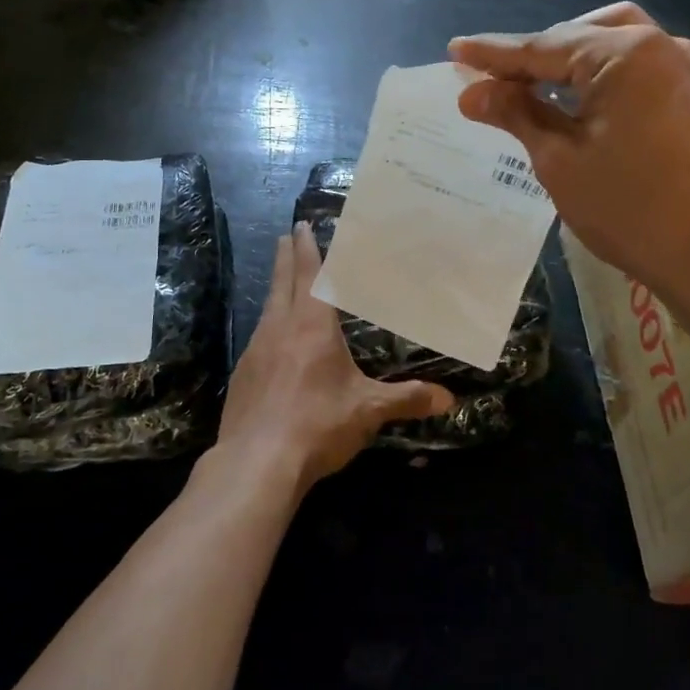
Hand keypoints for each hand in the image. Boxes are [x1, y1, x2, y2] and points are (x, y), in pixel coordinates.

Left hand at [217, 222, 454, 491]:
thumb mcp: (368, 410)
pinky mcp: (241, 376)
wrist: (255, 464)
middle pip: (282, 282)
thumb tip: (448, 398)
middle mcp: (279, 328)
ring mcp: (255, 351)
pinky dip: (267, 325)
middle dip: (286, 256)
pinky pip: (257, 338)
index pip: (310, 275)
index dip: (307, 249)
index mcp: (311, 325)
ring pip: (267, 308)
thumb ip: (407, 399)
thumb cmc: (317, 424)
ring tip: (282, 281)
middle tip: (286, 234)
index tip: (301, 225)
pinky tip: (271, 341)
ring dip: (276, 288)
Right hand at [450, 2, 689, 297]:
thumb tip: (471, 92)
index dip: (495, 54)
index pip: (544, 46)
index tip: (456, 50)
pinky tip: (585, 105)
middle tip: (499, 80)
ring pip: (616, 44)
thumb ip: (517, 114)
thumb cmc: (631, 208)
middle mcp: (662, 46)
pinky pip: (641, 68)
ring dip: (574, 61)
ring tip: (538, 88)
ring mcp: (689, 70)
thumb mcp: (560, 160)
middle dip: (538, 54)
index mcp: (625, 54)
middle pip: (583, 35)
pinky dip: (605, 76)